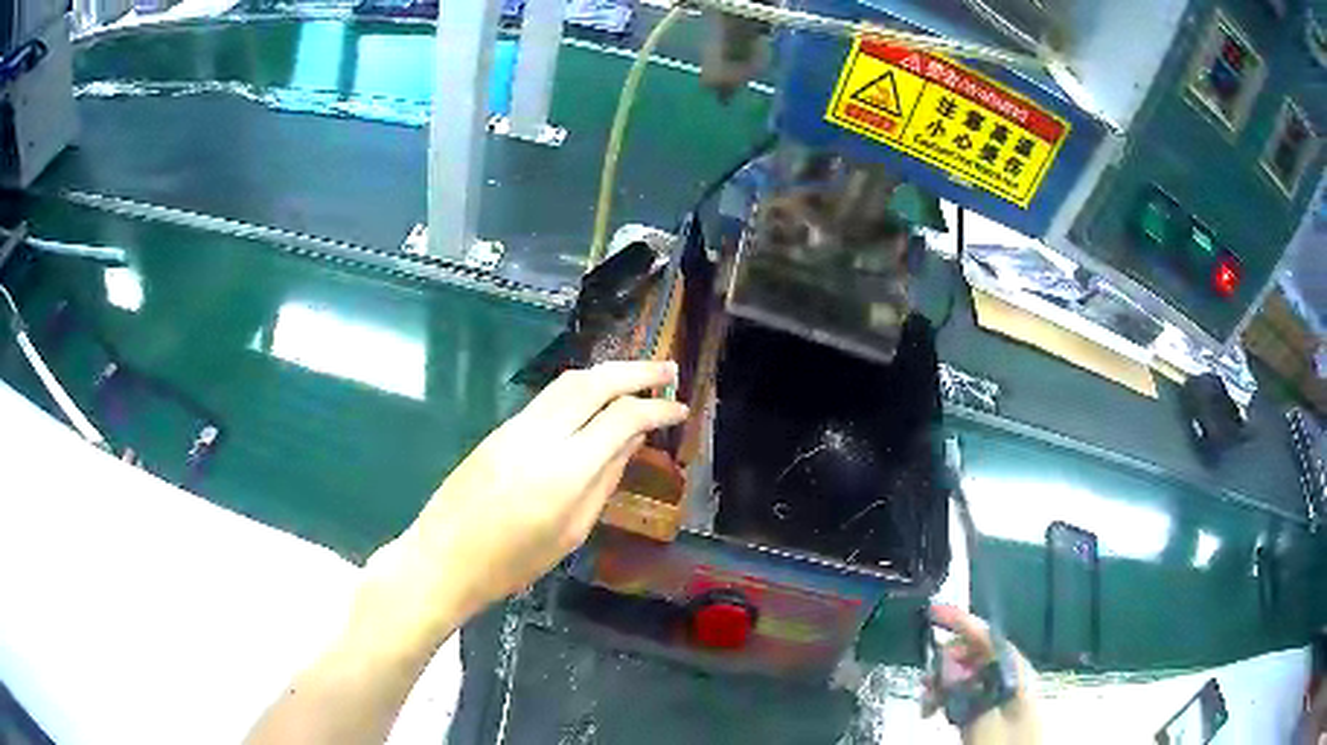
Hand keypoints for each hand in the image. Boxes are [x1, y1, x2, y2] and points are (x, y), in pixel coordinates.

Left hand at [358, 361, 688, 643]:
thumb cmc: (512, 564)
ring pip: (568, 383)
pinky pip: (548, 398)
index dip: (656, 408)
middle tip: (668, 370)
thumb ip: (603, 482)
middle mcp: (539, 437)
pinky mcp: (499, 430)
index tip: (680, 408)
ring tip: (638, 377)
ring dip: (607, 373)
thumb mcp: (570, 533)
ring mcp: (514, 428)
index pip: (621, 419)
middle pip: (593, 383)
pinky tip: (595, 400)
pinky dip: (580, 389)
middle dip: (635, 371)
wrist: (442, 558)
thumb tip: (630, 443)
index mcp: (564, 472)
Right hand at [923, 604, 1040, 744]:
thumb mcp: (985, 718)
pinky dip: (944, 698)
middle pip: (972, 654)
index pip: (987, 635)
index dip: (961, 621)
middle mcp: (1006, 676)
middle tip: (924, 683)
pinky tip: (933, 712)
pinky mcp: (985, 710)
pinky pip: (962, 694)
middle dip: (944, 663)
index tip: (934, 611)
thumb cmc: (1006, 741)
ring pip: (963, 675)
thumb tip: (945, 663)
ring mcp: (995, 694)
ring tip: (925, 705)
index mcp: (1013, 670)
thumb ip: (967, 690)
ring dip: (940, 684)